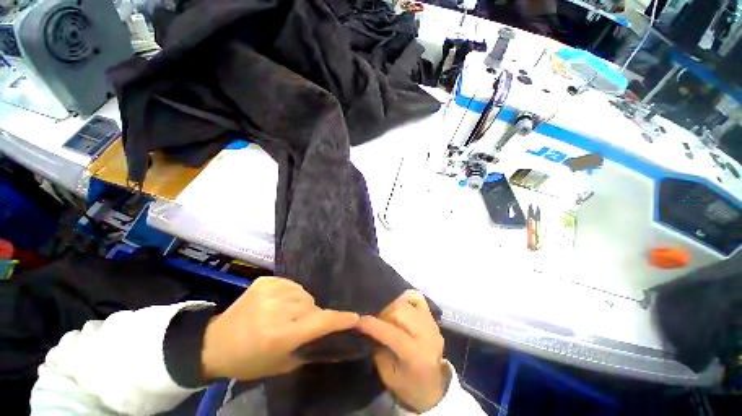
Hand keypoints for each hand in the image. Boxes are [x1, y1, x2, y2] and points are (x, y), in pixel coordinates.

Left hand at [201, 276, 358, 380]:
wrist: (215, 342)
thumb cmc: (249, 360)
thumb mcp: (281, 364)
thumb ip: (309, 349)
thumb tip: (332, 338)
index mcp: (280, 334)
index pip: (320, 322)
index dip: (340, 319)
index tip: (356, 317)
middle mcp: (277, 309)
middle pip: (312, 305)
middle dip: (312, 315)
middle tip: (301, 326)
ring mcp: (271, 290)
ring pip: (304, 294)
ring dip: (302, 304)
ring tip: (287, 314)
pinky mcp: (266, 280)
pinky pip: (292, 285)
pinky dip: (291, 295)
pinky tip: (278, 304)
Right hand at [358, 291, 450, 412]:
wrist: (433, 388)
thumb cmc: (409, 387)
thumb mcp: (388, 376)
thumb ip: (378, 350)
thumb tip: (368, 329)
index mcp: (416, 355)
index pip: (391, 333)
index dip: (373, 325)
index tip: (358, 321)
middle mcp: (427, 335)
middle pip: (400, 312)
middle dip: (383, 314)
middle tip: (376, 323)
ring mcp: (431, 324)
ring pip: (406, 303)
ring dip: (392, 308)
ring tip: (387, 318)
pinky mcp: (432, 318)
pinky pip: (417, 299)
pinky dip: (405, 299)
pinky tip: (399, 307)